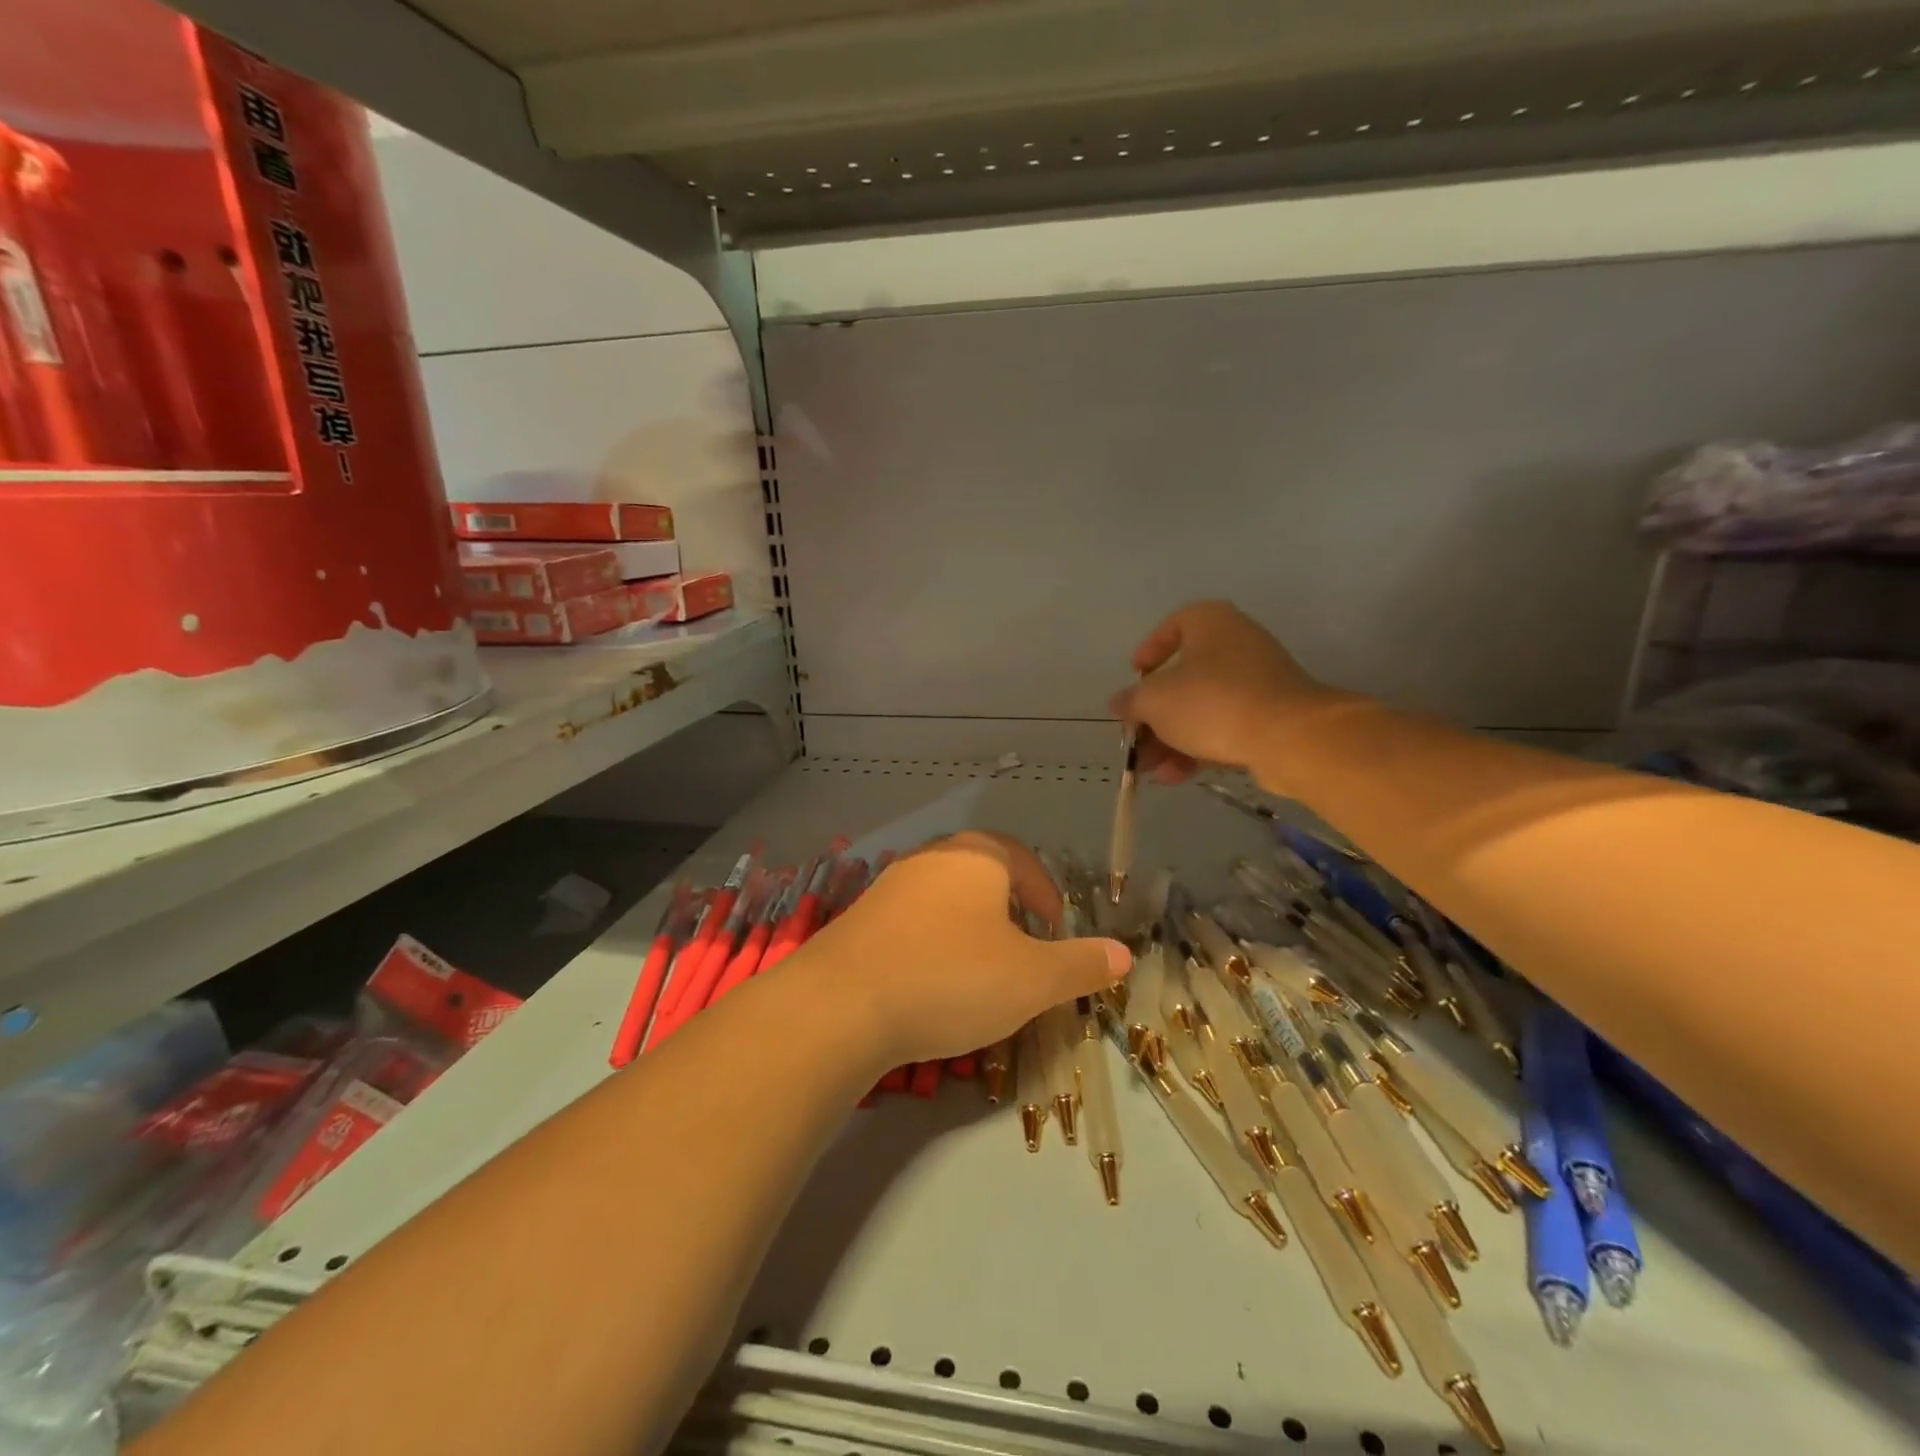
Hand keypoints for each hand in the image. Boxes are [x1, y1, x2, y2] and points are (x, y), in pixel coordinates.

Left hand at [790, 832, 1129, 1066]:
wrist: (842, 1004)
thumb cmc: (952, 978)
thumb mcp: (1032, 978)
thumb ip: (1081, 964)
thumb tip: (1124, 954)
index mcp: (978, 856)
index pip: (1026, 862)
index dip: (1048, 897)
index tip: (1055, 933)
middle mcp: (933, 857)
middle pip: (985, 875)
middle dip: (1011, 911)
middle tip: (1024, 952)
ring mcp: (891, 884)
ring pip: (947, 898)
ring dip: (972, 928)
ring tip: (981, 970)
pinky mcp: (861, 916)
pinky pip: (912, 921)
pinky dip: (934, 943)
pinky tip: (932, 982)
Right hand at [1108, 600, 1344, 784]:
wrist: (1289, 737)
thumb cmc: (1213, 702)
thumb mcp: (1156, 700)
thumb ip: (1132, 701)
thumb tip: (1119, 703)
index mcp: (1210, 622)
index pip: (1173, 626)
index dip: (1150, 651)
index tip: (1135, 677)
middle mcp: (1236, 644)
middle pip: (1183, 677)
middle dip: (1155, 714)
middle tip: (1136, 738)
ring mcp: (1257, 681)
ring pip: (1202, 708)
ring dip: (1171, 739)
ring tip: (1151, 770)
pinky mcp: (1270, 716)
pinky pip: (1224, 727)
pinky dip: (1199, 747)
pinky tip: (1177, 776)